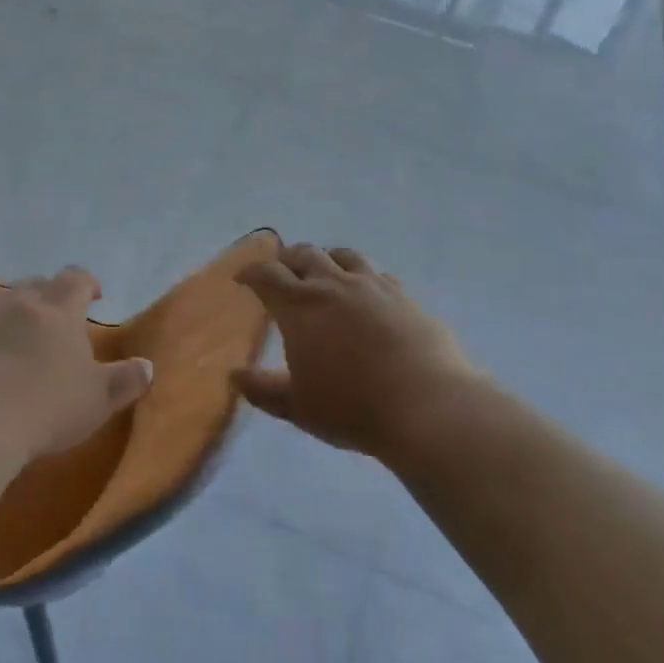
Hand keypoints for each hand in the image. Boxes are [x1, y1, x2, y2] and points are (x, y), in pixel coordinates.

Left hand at [0, 266, 153, 463]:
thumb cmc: (45, 407)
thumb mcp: (97, 400)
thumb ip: (125, 380)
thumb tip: (147, 366)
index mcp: (59, 309)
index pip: (76, 278)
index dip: (87, 284)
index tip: (94, 298)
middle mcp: (18, 302)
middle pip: (36, 284)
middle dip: (48, 297)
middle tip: (56, 322)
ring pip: (0, 302)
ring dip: (12, 314)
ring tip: (17, 340)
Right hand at [232, 244, 479, 461]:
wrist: (427, 406)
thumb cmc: (352, 408)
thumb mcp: (298, 406)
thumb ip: (264, 390)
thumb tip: (236, 377)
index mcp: (300, 306)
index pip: (267, 275)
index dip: (251, 273)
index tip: (242, 278)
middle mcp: (333, 285)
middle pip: (304, 255)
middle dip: (286, 259)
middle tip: (280, 271)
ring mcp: (373, 286)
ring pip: (343, 256)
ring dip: (325, 258)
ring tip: (322, 269)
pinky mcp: (404, 296)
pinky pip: (376, 273)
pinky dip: (360, 275)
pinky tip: (365, 291)